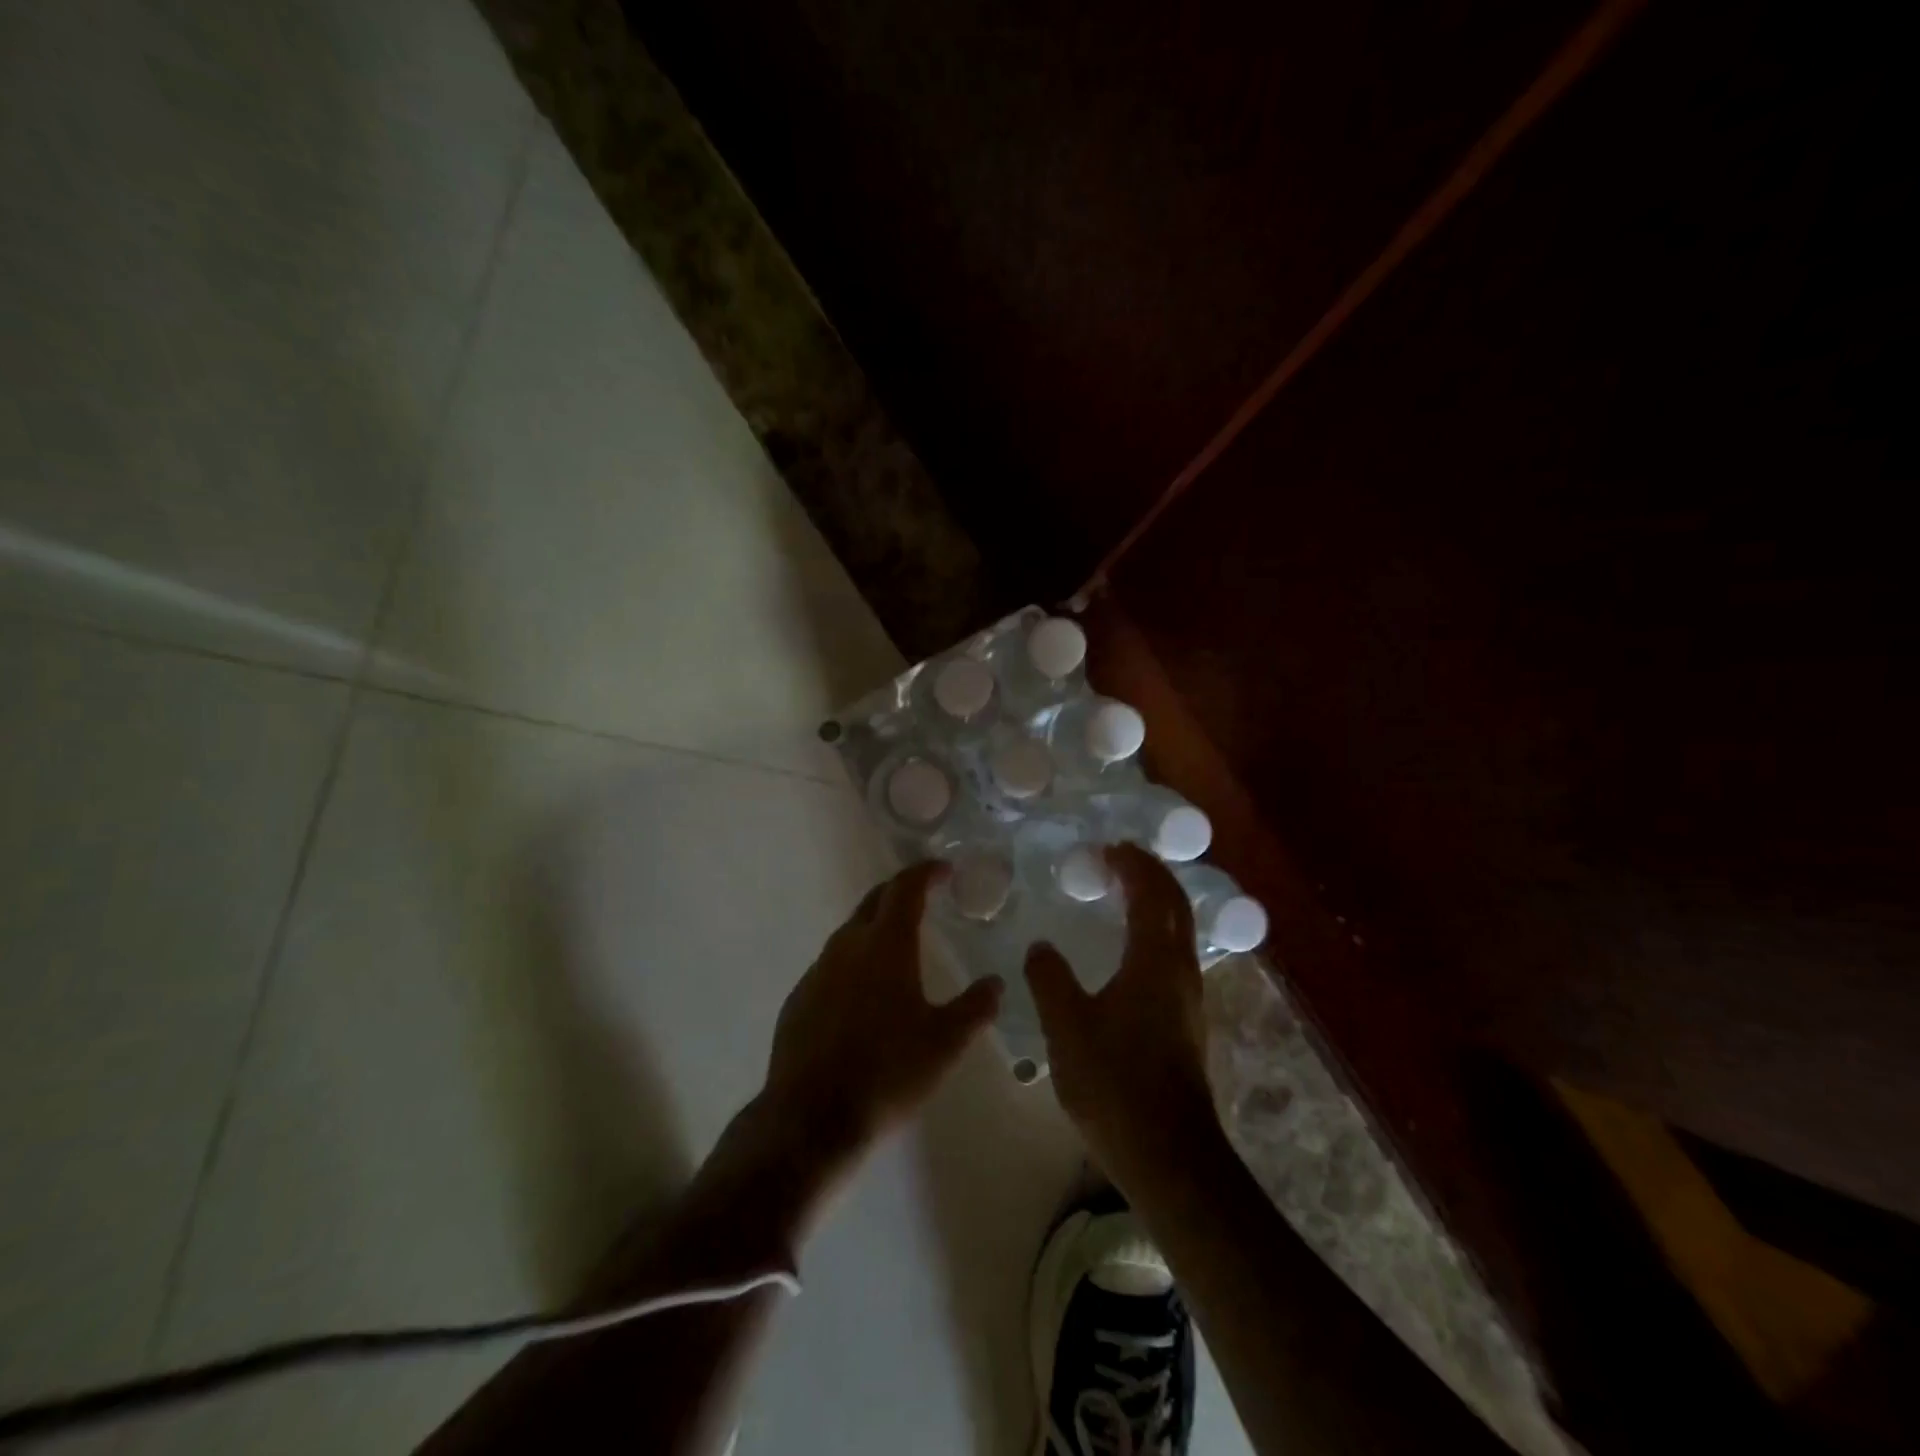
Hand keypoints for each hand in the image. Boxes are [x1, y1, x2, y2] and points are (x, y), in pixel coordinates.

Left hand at [761, 861, 1002, 1185]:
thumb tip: (997, 983)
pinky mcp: (799, 998)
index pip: (905, 888)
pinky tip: (865, 992)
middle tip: (925, 897)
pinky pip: (832, 964)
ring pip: (851, 932)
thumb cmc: (887, 1074)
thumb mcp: (944, 1044)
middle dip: (900, 891)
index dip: (925, 872)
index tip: (944, 869)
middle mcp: (848, 946)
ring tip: (900, 945)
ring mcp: (818, 971)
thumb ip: (975, 1008)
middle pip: (874, 901)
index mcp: (885, 945)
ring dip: (877, 927)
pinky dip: (855, 961)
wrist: (810, 1119)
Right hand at [1025, 843, 1217, 1188]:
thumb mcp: (1066, 1026)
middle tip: (1120, 859)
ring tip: (1123, 894)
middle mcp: (1180, 970)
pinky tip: (1129, 950)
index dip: (1133, 865)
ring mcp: (1188, 998)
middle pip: (1176, 905)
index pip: (1151, 893)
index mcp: (1155, 960)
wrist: (1168, 1154)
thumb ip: (1050, 979)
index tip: (1109, 848)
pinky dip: (1155, 931)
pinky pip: (1173, 955)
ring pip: (1179, 931)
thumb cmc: (1115, 1082)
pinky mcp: (1185, 1022)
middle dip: (1152, 875)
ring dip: (1156, 902)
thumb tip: (1041, 947)